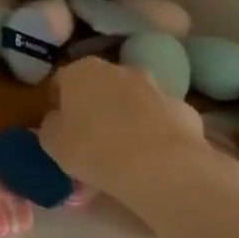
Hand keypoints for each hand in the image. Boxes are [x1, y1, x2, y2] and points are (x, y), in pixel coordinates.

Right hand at [38, 58, 208, 208]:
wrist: (162, 167)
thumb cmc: (93, 148)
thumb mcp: (51, 140)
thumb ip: (52, 124)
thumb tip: (60, 121)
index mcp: (80, 71)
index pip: (60, 80)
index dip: (57, 102)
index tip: (58, 124)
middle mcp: (119, 70)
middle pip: (100, 85)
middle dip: (95, 103)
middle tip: (89, 133)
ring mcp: (157, 87)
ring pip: (134, 99)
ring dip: (127, 115)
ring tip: (123, 147)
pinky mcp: (186, 110)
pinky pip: (161, 118)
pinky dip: (154, 131)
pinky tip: (151, 156)